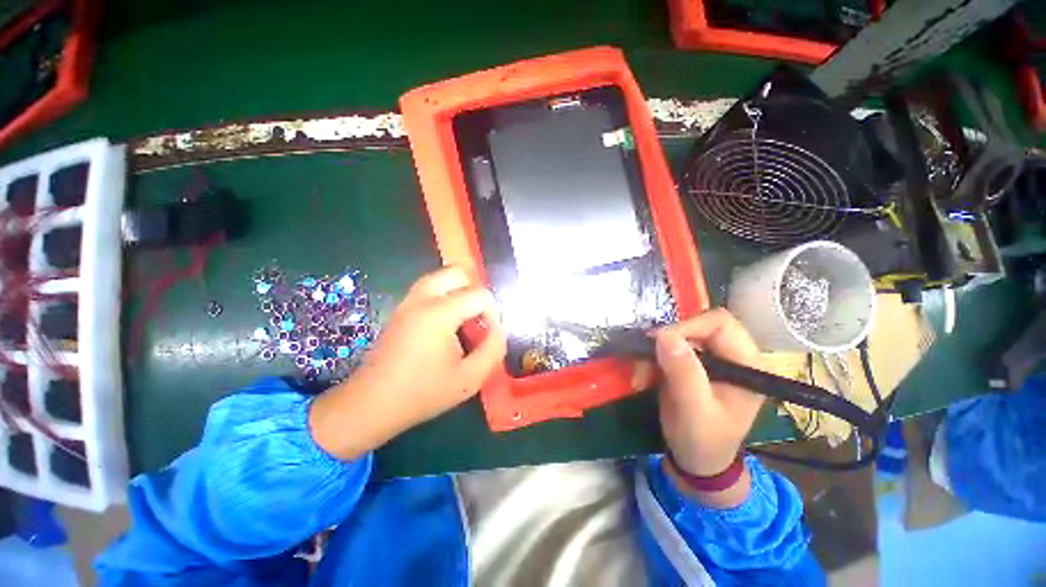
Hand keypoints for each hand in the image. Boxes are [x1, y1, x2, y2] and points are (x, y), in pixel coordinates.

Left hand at [310, 267, 506, 459]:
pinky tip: (445, 326)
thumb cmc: (423, 393)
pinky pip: (427, 290)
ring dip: (457, 292)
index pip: (479, 294)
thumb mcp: (470, 378)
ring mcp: (407, 302)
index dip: (493, 312)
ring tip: (463, 320)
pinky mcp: (399, 310)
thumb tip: (499, 329)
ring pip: (439, 278)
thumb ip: (493, 349)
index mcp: (440, 313)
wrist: (371, 405)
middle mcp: (422, 299)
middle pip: (456, 273)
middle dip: (474, 291)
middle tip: (478, 318)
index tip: (490, 334)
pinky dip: (443, 297)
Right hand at [653, 309, 763, 504]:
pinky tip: (643, 378)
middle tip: (644, 361)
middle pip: (695, 325)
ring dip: (653, 354)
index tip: (659, 343)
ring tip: (640, 377)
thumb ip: (684, 372)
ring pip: (676, 336)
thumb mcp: (694, 410)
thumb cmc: (703, 441)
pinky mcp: (691, 364)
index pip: (719, 323)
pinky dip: (650, 360)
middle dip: (665, 342)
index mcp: (746, 363)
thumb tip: (664, 334)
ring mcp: (709, 359)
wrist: (697, 462)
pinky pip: (666, 349)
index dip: (688, 327)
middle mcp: (731, 354)